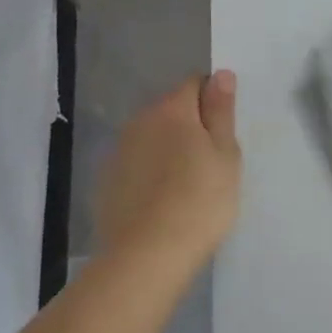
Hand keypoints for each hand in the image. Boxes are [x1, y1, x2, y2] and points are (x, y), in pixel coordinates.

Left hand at [94, 72, 241, 278]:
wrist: (146, 257)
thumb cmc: (199, 200)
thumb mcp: (225, 154)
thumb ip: (222, 111)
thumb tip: (221, 75)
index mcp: (172, 109)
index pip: (195, 84)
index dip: (214, 101)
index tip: (225, 131)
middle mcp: (139, 121)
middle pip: (171, 110)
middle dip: (190, 125)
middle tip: (212, 160)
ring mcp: (118, 152)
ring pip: (151, 138)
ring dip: (168, 149)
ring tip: (188, 184)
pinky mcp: (106, 183)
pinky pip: (136, 164)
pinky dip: (149, 173)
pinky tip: (162, 201)